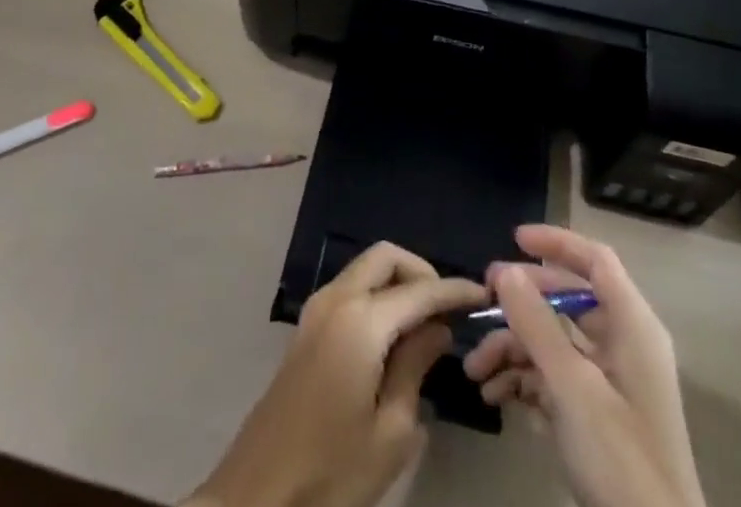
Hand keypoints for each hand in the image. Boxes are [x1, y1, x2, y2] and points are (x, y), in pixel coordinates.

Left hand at [188, 242, 487, 506]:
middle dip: (421, 270)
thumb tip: (436, 328)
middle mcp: (336, 299)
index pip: (419, 290)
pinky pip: (350, 289)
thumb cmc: (331, 471)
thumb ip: (415, 367)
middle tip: (447, 307)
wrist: (257, 495)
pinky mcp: (306, 329)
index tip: (483, 293)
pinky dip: (376, 294)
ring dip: (397, 280)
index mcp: (360, 320)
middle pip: (385, 257)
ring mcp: (316, 311)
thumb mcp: (390, 431)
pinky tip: (393, 334)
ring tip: (425, 322)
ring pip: (365, 269)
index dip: (454, 289)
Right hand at [463, 225, 704, 506]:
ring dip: (513, 349)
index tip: (514, 239)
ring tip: (474, 370)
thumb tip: (506, 270)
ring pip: (555, 342)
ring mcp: (611, 382)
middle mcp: (623, 344)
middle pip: (568, 301)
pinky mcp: (598, 416)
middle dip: (521, 302)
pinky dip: (525, 381)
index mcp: (632, 326)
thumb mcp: (573, 388)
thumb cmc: (622, 459)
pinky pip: (556, 378)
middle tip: (481, 302)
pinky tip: (495, 397)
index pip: (596, 261)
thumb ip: (537, 325)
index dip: (557, 243)